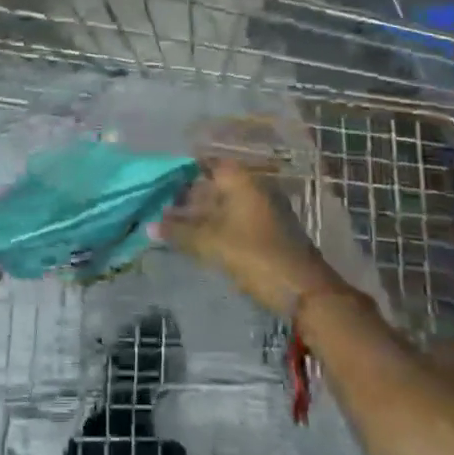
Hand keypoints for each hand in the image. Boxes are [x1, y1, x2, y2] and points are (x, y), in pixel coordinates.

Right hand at [154, 160, 340, 314]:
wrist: (305, 292)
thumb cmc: (256, 255)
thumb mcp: (212, 243)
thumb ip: (179, 232)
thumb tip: (149, 225)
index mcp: (242, 180)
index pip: (207, 162)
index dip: (182, 168)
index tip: (159, 178)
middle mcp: (253, 187)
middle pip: (214, 184)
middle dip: (187, 194)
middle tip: (158, 205)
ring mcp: (262, 209)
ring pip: (223, 204)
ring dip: (199, 214)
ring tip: (170, 225)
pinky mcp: (266, 231)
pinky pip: (233, 220)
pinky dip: (214, 226)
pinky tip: (195, 239)